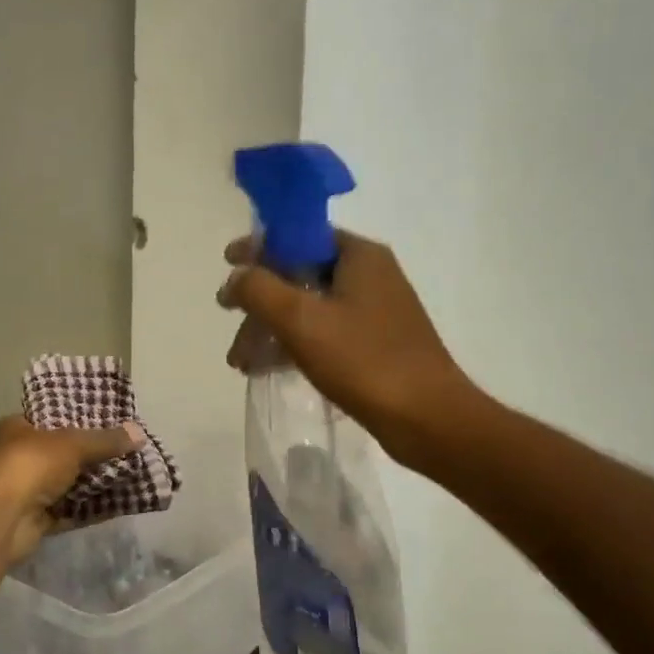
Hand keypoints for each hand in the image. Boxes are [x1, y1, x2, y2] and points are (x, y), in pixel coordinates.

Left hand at [0, 415, 143, 564]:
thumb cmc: (28, 465)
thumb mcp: (71, 444)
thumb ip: (105, 440)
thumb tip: (140, 433)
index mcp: (18, 427)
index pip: (53, 416)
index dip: (83, 417)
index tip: (114, 420)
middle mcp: (20, 456)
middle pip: (65, 452)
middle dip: (96, 453)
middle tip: (130, 449)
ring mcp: (27, 490)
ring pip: (70, 482)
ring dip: (97, 481)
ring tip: (134, 474)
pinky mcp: (36, 520)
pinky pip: (71, 511)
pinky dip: (93, 508)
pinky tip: (122, 502)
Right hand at [218, 232, 485, 472]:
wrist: (427, 419)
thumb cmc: (363, 360)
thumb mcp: (300, 319)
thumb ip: (259, 289)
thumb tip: (236, 277)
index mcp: (358, 255)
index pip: (299, 234)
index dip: (259, 248)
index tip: (226, 265)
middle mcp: (369, 274)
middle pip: (299, 273)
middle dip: (260, 301)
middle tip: (230, 326)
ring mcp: (374, 310)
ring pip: (308, 307)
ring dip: (271, 329)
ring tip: (241, 363)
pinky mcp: (374, 343)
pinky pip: (323, 333)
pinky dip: (294, 345)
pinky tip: (267, 370)